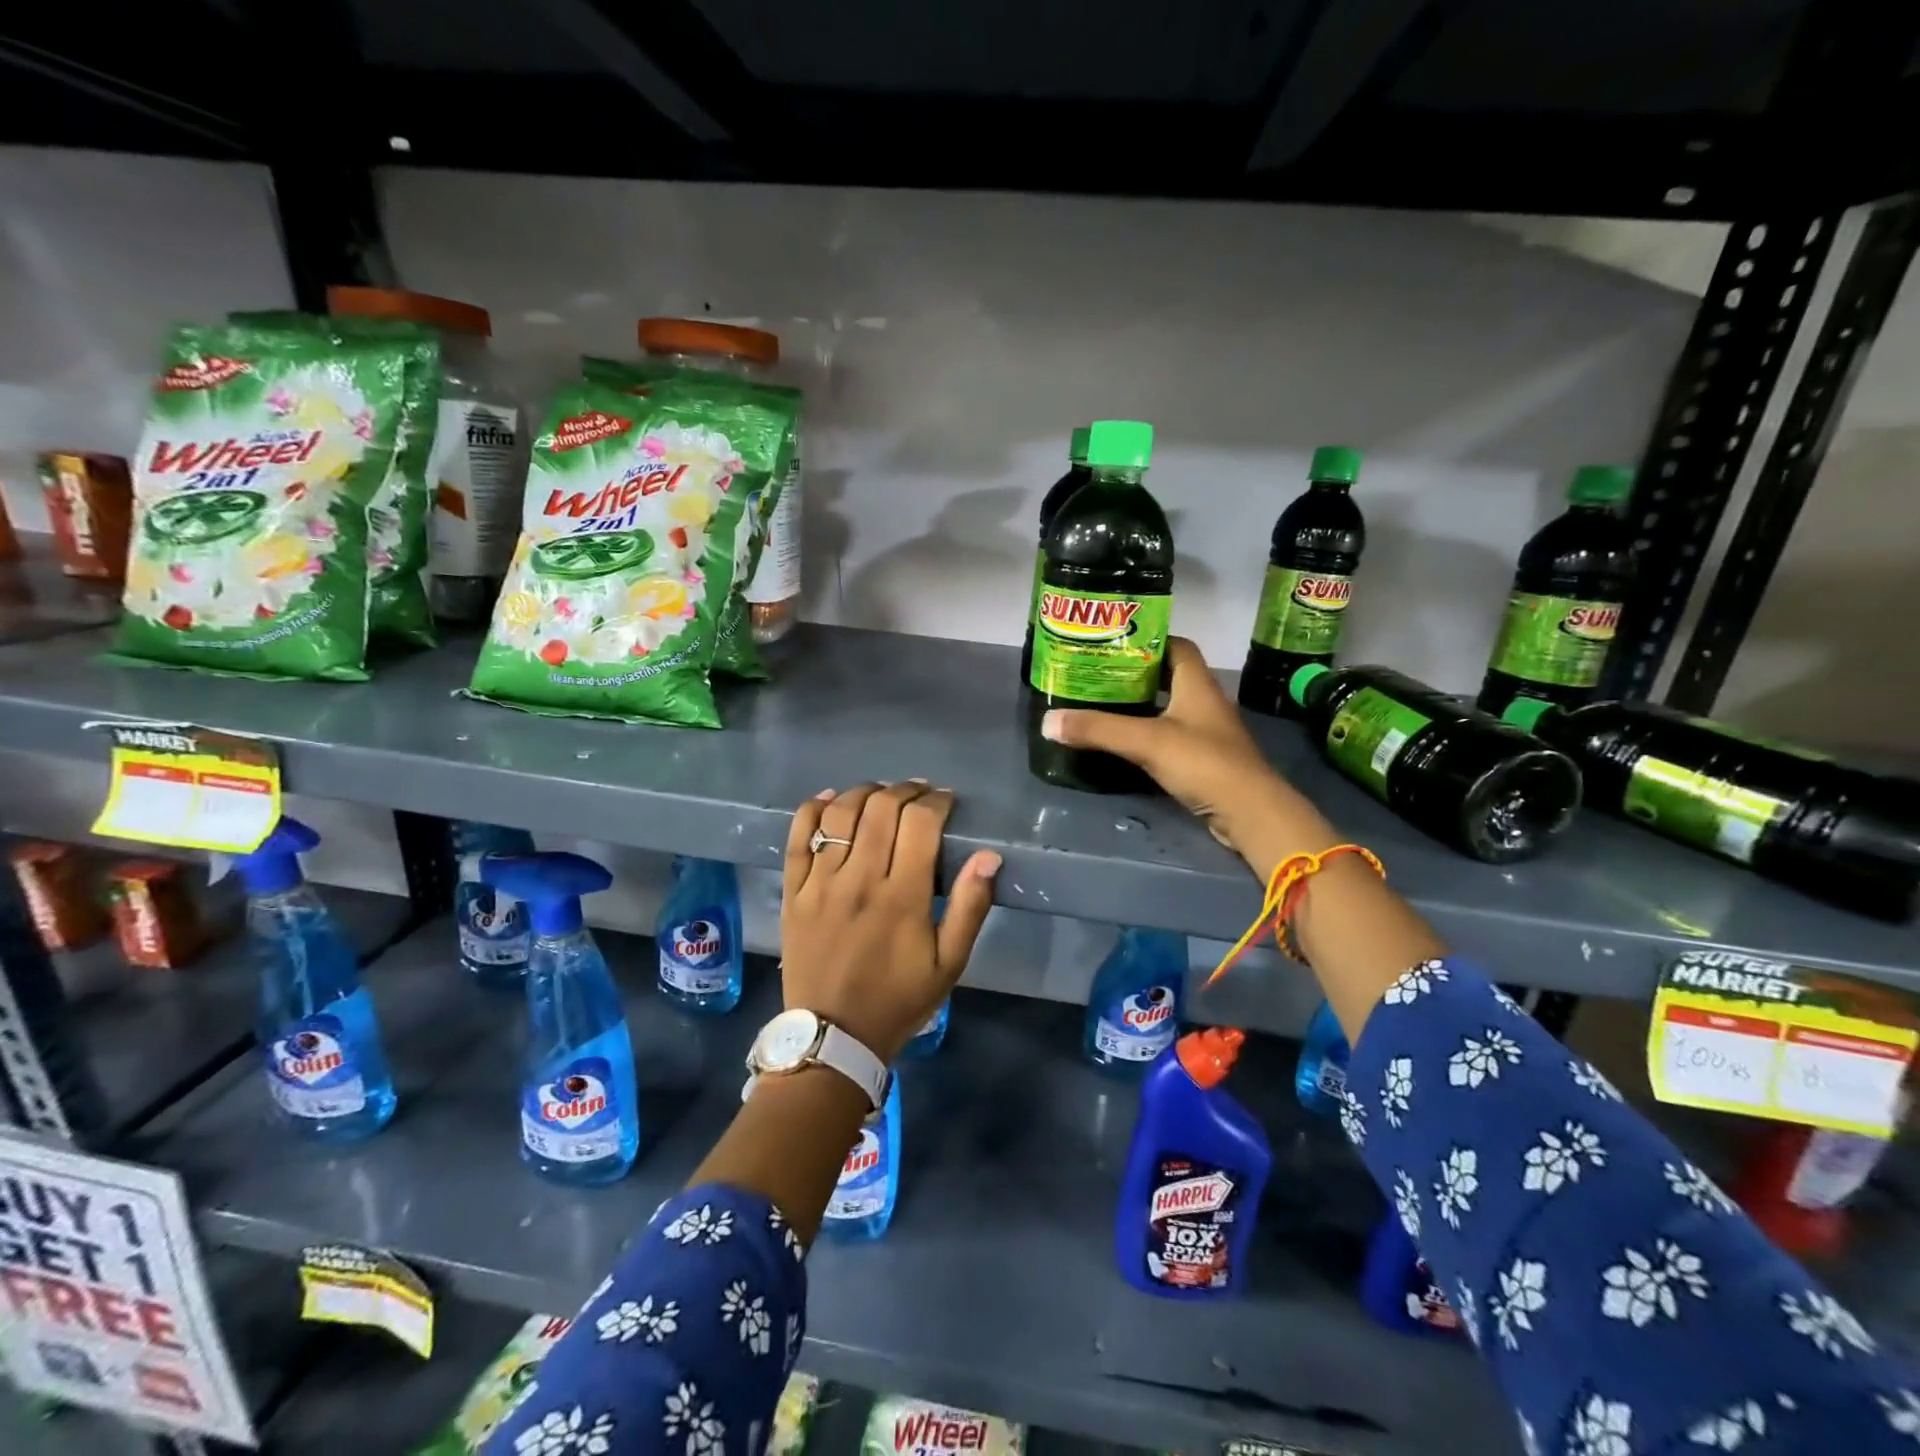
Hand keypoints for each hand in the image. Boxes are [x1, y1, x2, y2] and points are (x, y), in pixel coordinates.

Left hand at [782, 782, 999, 1062]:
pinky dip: (813, 810)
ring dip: (864, 792)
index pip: (920, 823)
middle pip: (881, 808)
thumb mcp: (949, 964)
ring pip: (840, 814)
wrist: (833, 1036)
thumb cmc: (898, 999)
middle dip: (906, 790)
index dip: (936, 802)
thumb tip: (988, 856)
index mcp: (902, 896)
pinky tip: (830, 800)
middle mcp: (859, 880)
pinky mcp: (794, 892)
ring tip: (880, 794)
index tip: (946, 802)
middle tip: (919, 794)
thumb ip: (971, 907)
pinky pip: (797, 837)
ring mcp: (820, 883)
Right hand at [1038, 637, 1331, 874]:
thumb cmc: (1203, 762)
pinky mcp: (1204, 760)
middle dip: (1135, 675)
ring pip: (1169, 708)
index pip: (1176, 646)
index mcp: (1197, 683)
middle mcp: (1205, 701)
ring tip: (1103, 706)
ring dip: (1141, 706)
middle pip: (1169, 677)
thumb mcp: (1146, 741)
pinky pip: (1171, 737)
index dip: (1147, 641)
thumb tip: (1048, 721)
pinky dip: (1148, 734)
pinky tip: (1124, 742)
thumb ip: (1098, 730)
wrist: (1250, 812)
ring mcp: (1207, 732)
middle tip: (1097, 676)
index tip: (1113, 645)